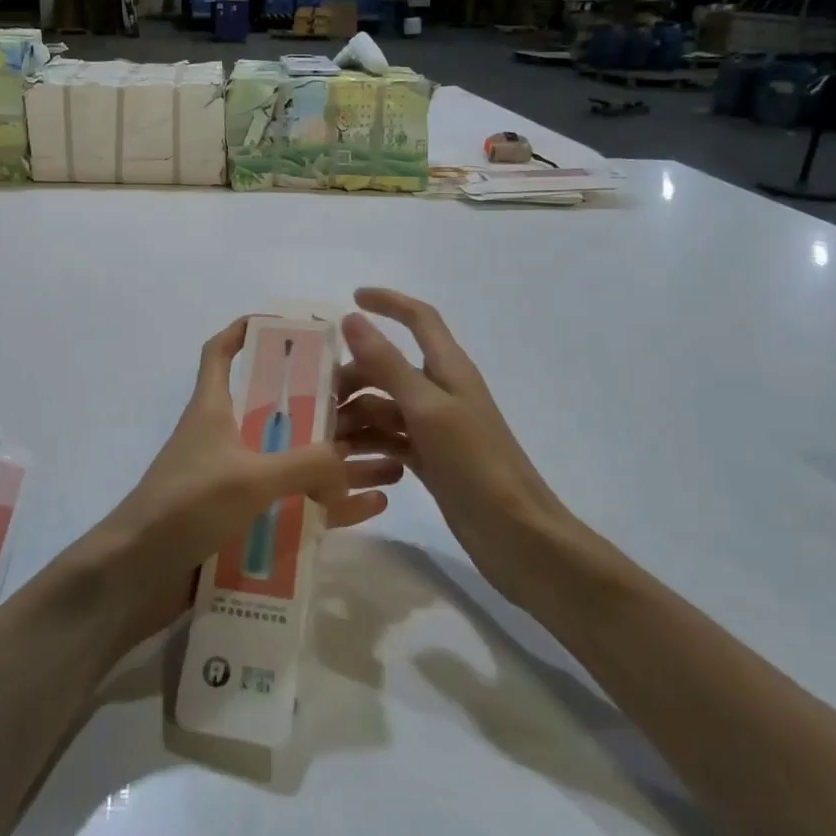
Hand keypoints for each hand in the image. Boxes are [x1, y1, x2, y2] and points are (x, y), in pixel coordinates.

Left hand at [89, 317, 404, 642]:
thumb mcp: (250, 477)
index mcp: (213, 409)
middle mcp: (223, 438)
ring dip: (336, 461)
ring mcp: (233, 481)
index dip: (243, 331)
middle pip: (276, 409)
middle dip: (322, 406)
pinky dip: (327, 504)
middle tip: (371, 403)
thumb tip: (350, 461)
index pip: (220, 353)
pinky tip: (370, 507)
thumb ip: (306, 464)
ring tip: (389, 459)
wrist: (138, 576)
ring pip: (293, 460)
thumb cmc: (186, 506)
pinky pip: (294, 504)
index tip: (284, 325)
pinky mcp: (241, 521)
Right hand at [337, 288, 583, 608]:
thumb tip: (352, 318)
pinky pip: (388, 439)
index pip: (419, 318)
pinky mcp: (429, 459)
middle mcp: (440, 391)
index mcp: (448, 368)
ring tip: (325, 437)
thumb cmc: (476, 463)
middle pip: (388, 366)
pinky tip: (345, 459)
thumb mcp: (427, 408)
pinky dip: (367, 443)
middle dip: (353, 375)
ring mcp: (434, 427)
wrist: (517, 536)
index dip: (388, 302)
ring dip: (354, 414)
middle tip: (318, 398)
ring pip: (383, 405)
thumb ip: (387, 363)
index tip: (351, 299)